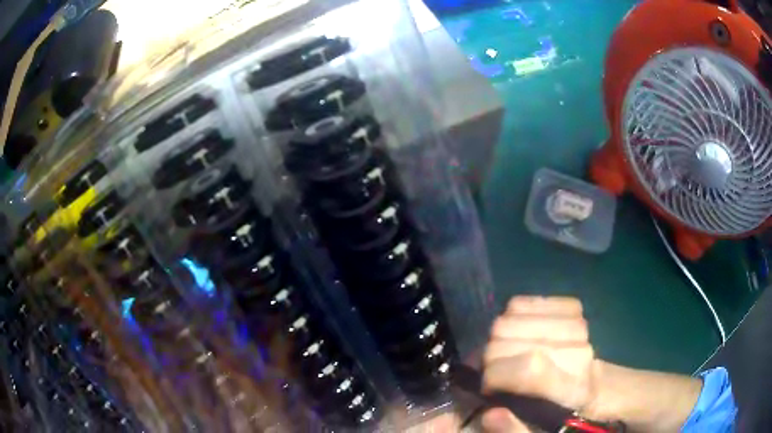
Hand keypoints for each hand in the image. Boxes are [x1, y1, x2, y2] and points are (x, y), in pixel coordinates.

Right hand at [481, 296, 597, 431]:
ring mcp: (577, 326)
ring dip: (499, 335)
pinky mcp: (574, 310)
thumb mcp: (536, 430)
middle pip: (512, 335)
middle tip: (494, 371)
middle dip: (490, 355)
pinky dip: (515, 314)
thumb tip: (490, 413)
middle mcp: (578, 352)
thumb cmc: (558, 413)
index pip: (529, 366)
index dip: (495, 373)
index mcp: (571, 389)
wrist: (589, 386)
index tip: (487, 387)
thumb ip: (513, 429)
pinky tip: (518, 330)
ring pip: (514, 314)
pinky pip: (528, 301)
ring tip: (505, 352)